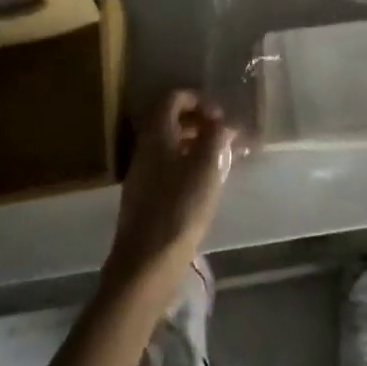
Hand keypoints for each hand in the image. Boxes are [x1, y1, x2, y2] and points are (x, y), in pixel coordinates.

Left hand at [104, 90, 238, 296]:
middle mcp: (145, 149)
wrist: (145, 267)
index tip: (220, 114)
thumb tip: (224, 124)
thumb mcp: (207, 165)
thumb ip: (217, 136)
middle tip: (223, 135)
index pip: (174, 98)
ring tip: (219, 160)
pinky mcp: (143, 202)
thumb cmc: (179, 208)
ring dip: (194, 146)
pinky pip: (167, 169)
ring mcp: (141, 176)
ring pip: (169, 147)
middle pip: (170, 121)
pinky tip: (204, 186)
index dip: (198, 99)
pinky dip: (186, 167)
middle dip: (199, 122)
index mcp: (156, 133)